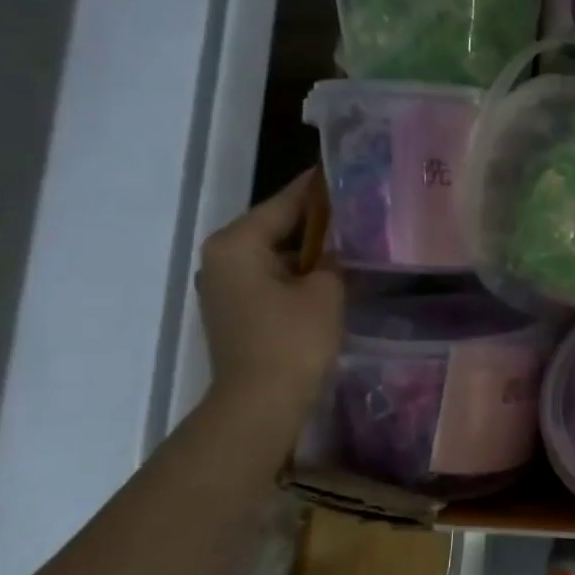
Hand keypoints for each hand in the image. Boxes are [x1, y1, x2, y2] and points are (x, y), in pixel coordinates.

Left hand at [195, 170, 343, 419]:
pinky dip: (296, 275)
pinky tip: (327, 278)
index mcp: (237, 244)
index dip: (314, 189)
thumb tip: (333, 249)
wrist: (260, 402)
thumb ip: (331, 260)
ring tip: (347, 243)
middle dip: (313, 222)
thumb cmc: (292, 339)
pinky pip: (270, 280)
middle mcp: (221, 259)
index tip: (339, 172)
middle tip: (354, 212)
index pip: (282, 203)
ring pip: (273, 256)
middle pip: (274, 228)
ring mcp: (224, 288)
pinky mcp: (235, 312)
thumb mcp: (325, 291)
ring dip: (306, 252)